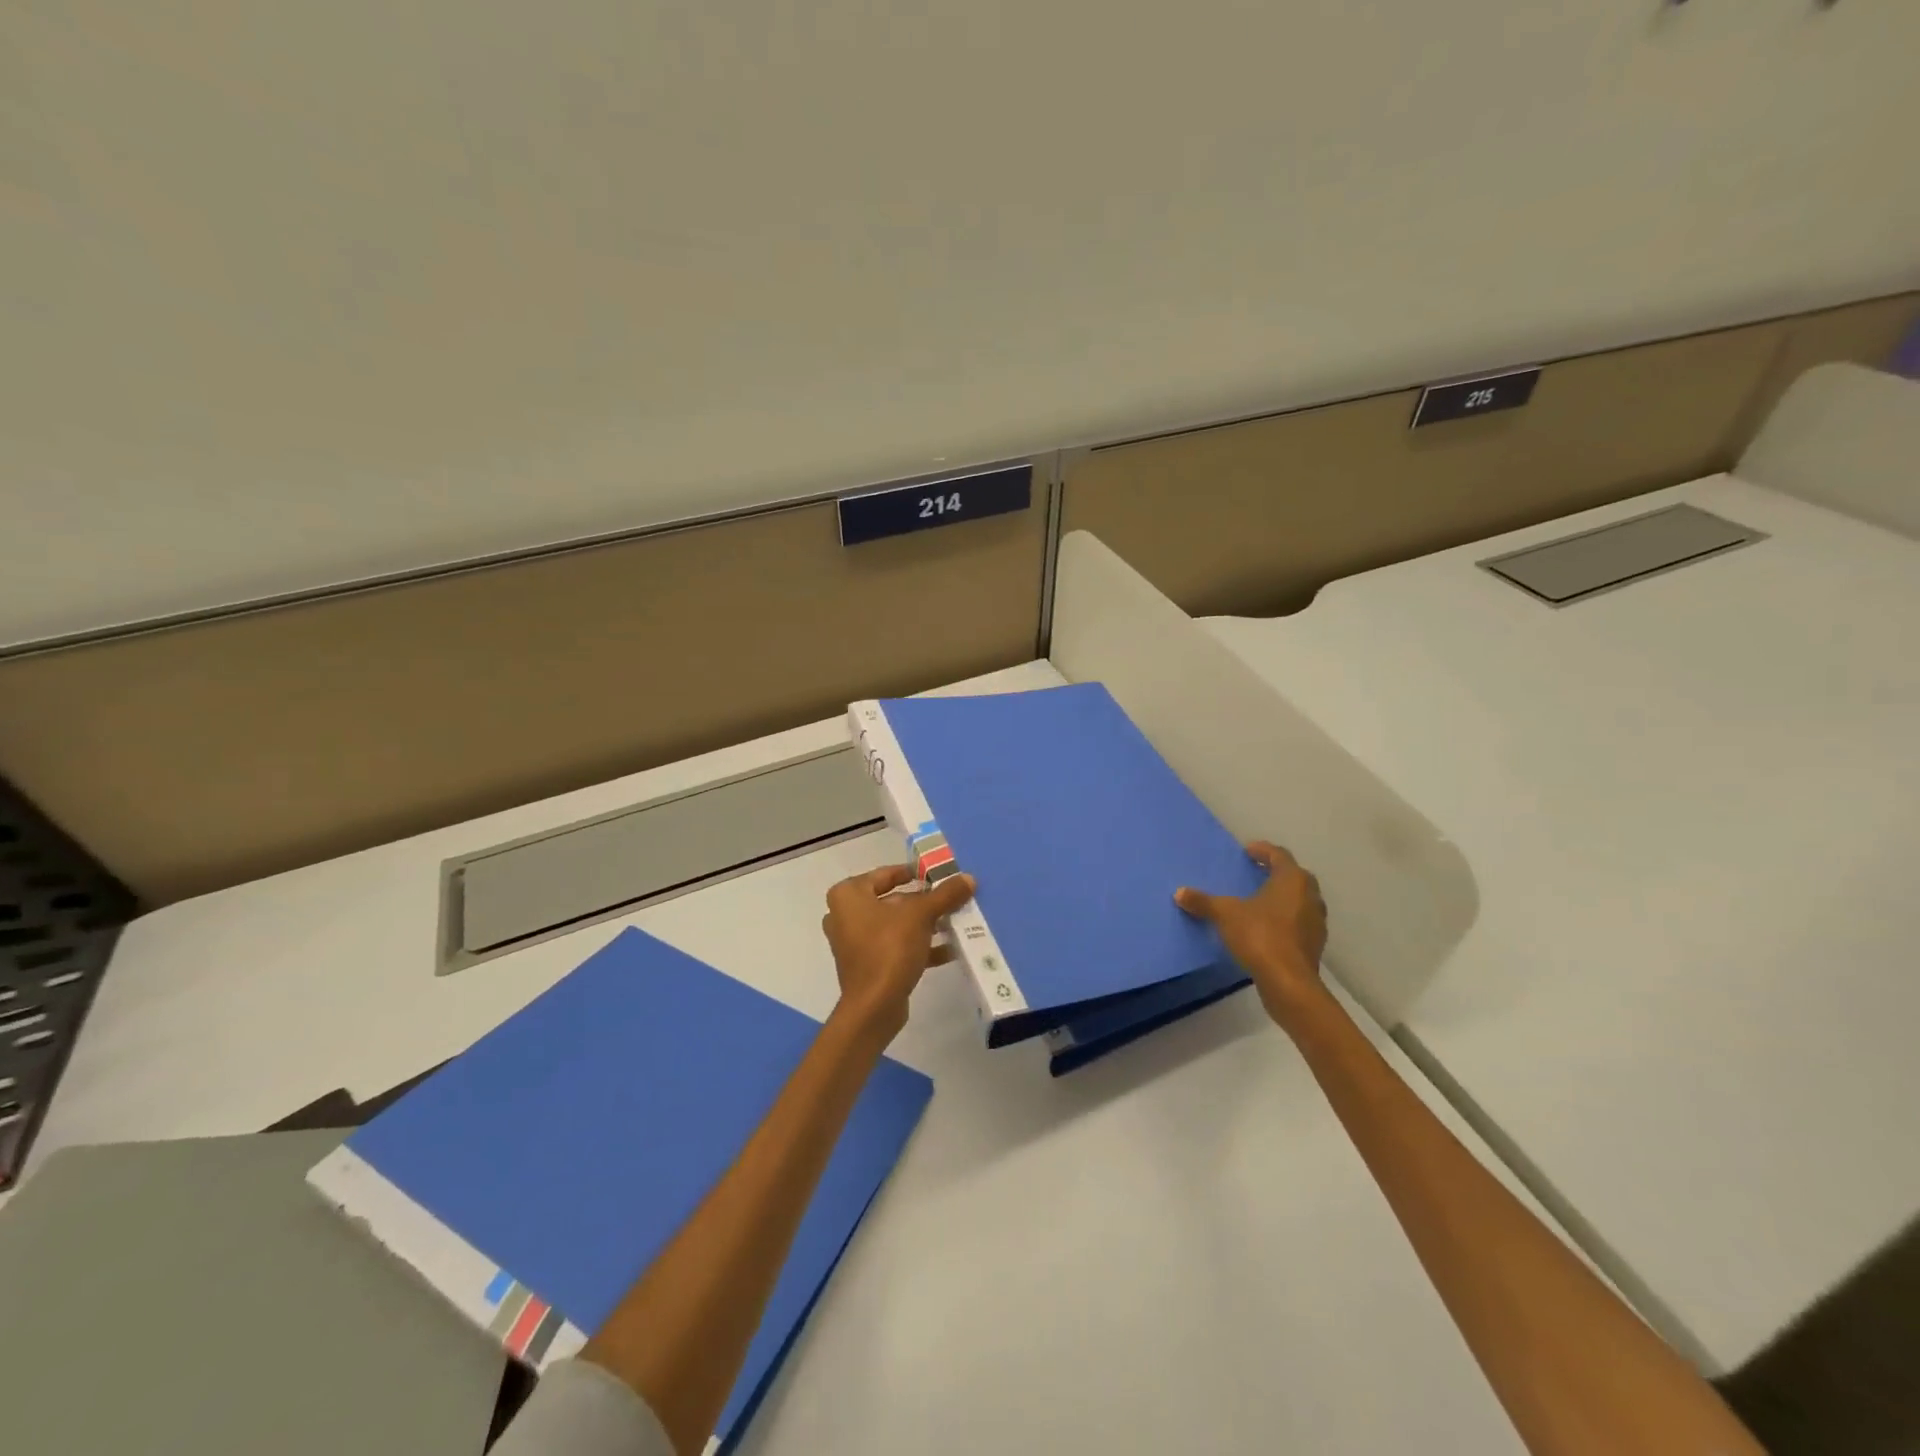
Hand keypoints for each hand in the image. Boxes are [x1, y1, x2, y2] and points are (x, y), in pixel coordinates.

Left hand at [822, 865, 975, 1042]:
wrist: (873, 1007)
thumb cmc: (889, 948)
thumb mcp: (921, 915)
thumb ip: (944, 895)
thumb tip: (969, 878)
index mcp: (848, 895)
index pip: (885, 874)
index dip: (914, 872)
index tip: (938, 874)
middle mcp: (845, 915)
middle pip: (893, 900)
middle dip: (924, 902)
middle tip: (952, 899)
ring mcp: (855, 942)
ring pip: (896, 925)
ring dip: (924, 925)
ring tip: (955, 923)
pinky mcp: (867, 965)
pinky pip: (895, 946)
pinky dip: (918, 946)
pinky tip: (949, 950)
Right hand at [1176, 841, 1329, 1030]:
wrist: (1289, 983)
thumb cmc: (1260, 936)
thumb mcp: (1225, 915)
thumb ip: (1203, 902)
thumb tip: (1179, 892)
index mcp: (1292, 880)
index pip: (1279, 855)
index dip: (1263, 851)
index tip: (1247, 851)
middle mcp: (1310, 896)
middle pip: (1295, 876)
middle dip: (1276, 873)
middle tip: (1255, 873)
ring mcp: (1316, 921)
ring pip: (1300, 900)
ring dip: (1283, 897)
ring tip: (1260, 900)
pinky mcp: (1314, 944)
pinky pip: (1299, 921)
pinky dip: (1286, 918)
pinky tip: (1267, 927)